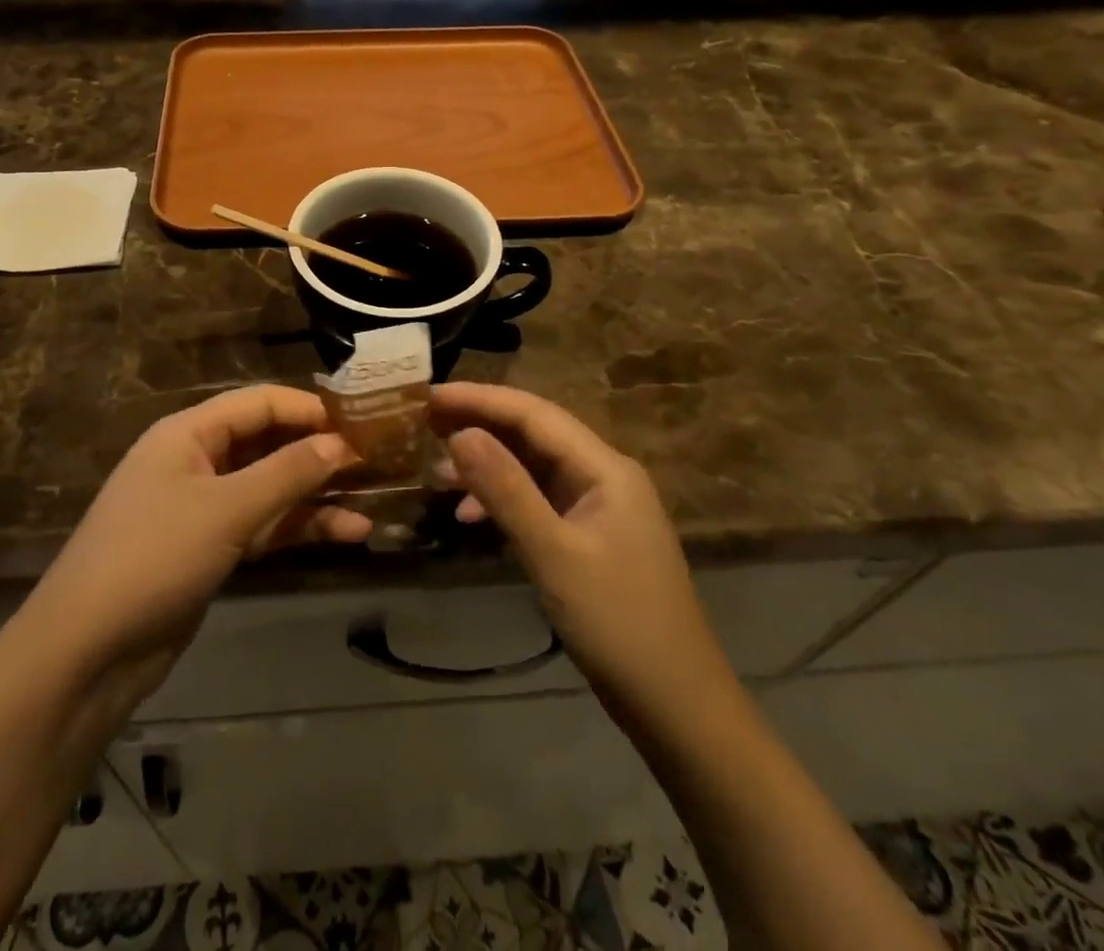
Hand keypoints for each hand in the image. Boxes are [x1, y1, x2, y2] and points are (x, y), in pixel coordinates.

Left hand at [25, 386, 370, 701]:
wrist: (87, 652)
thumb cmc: (154, 557)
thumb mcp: (226, 509)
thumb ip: (287, 473)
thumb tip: (340, 442)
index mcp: (187, 433)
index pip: (258, 403)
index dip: (307, 408)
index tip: (359, 421)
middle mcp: (196, 461)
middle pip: (266, 444)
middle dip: (316, 452)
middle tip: (375, 460)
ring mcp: (203, 509)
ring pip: (270, 489)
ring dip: (316, 496)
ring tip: (372, 501)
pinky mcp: (210, 550)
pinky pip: (263, 527)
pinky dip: (299, 529)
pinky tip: (346, 534)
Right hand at [431, 383, 727, 723]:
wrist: (677, 707)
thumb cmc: (619, 624)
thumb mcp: (554, 554)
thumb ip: (506, 490)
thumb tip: (460, 434)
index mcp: (605, 468)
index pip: (534, 413)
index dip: (480, 399)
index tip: (430, 396)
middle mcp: (603, 476)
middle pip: (534, 434)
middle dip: (480, 425)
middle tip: (425, 422)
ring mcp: (598, 508)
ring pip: (533, 468)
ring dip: (488, 465)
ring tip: (438, 470)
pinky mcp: (589, 537)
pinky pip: (538, 501)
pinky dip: (503, 501)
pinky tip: (469, 516)